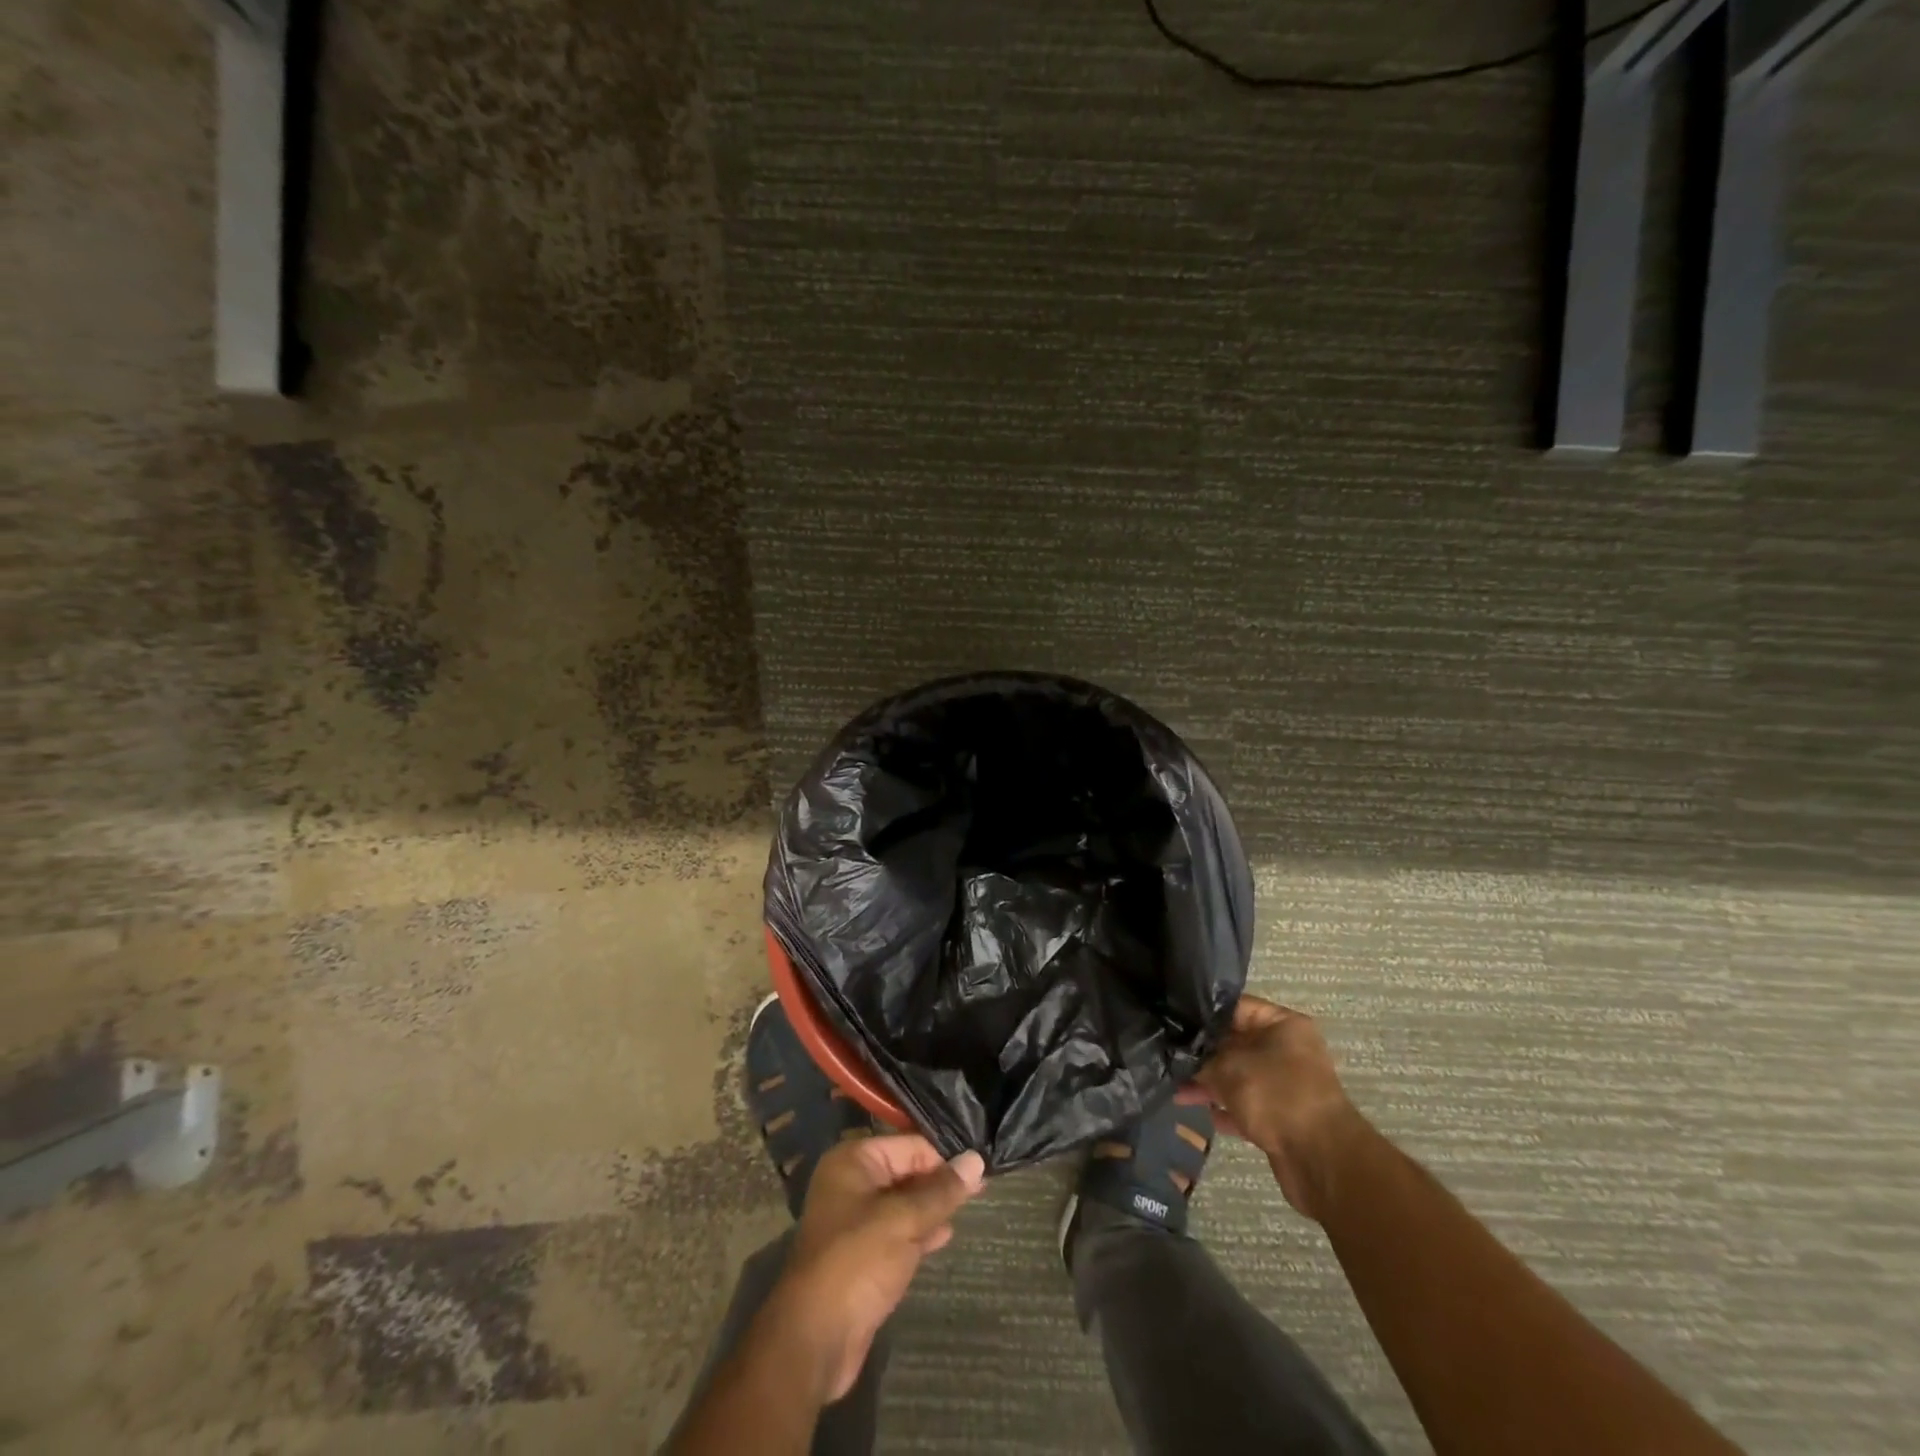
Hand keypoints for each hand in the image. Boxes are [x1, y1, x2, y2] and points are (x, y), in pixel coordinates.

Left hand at [762, 1135, 985, 1402]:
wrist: (814, 1340)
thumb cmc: (856, 1263)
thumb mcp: (903, 1220)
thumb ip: (941, 1191)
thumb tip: (976, 1160)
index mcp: (853, 1161)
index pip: (910, 1146)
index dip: (944, 1157)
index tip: (981, 1167)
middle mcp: (852, 1183)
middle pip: (906, 1172)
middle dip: (940, 1181)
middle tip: (983, 1186)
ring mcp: (856, 1221)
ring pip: (904, 1204)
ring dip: (932, 1207)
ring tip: (972, 1206)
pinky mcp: (863, 1254)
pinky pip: (898, 1232)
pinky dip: (920, 1231)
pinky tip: (946, 1234)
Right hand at [1178, 995, 1365, 1220]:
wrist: (1320, 1161)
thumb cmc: (1276, 1096)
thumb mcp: (1230, 1069)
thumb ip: (1202, 1059)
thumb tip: (1181, 1054)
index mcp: (1283, 1025)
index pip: (1235, 1007)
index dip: (1203, 1013)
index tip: (1172, 1018)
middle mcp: (1287, 1050)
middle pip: (1235, 1043)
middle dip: (1203, 1053)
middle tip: (1169, 1055)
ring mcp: (1286, 1085)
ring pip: (1239, 1076)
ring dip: (1210, 1083)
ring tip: (1176, 1090)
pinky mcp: (1282, 1117)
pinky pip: (1247, 1105)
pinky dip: (1226, 1108)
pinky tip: (1202, 1112)